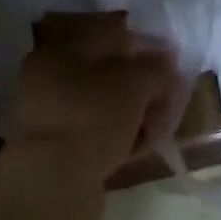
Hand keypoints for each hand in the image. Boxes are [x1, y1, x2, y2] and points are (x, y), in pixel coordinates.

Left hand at [12, 12, 176, 179]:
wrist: (54, 182)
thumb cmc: (93, 117)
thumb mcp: (134, 84)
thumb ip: (155, 67)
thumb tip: (167, 58)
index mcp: (59, 52)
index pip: (110, 37)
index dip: (145, 47)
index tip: (171, 64)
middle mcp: (49, 80)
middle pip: (108, 74)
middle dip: (143, 85)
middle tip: (169, 98)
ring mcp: (53, 116)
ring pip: (105, 105)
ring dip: (135, 112)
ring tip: (159, 126)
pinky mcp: (60, 148)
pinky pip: (99, 132)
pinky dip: (121, 135)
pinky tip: (142, 146)